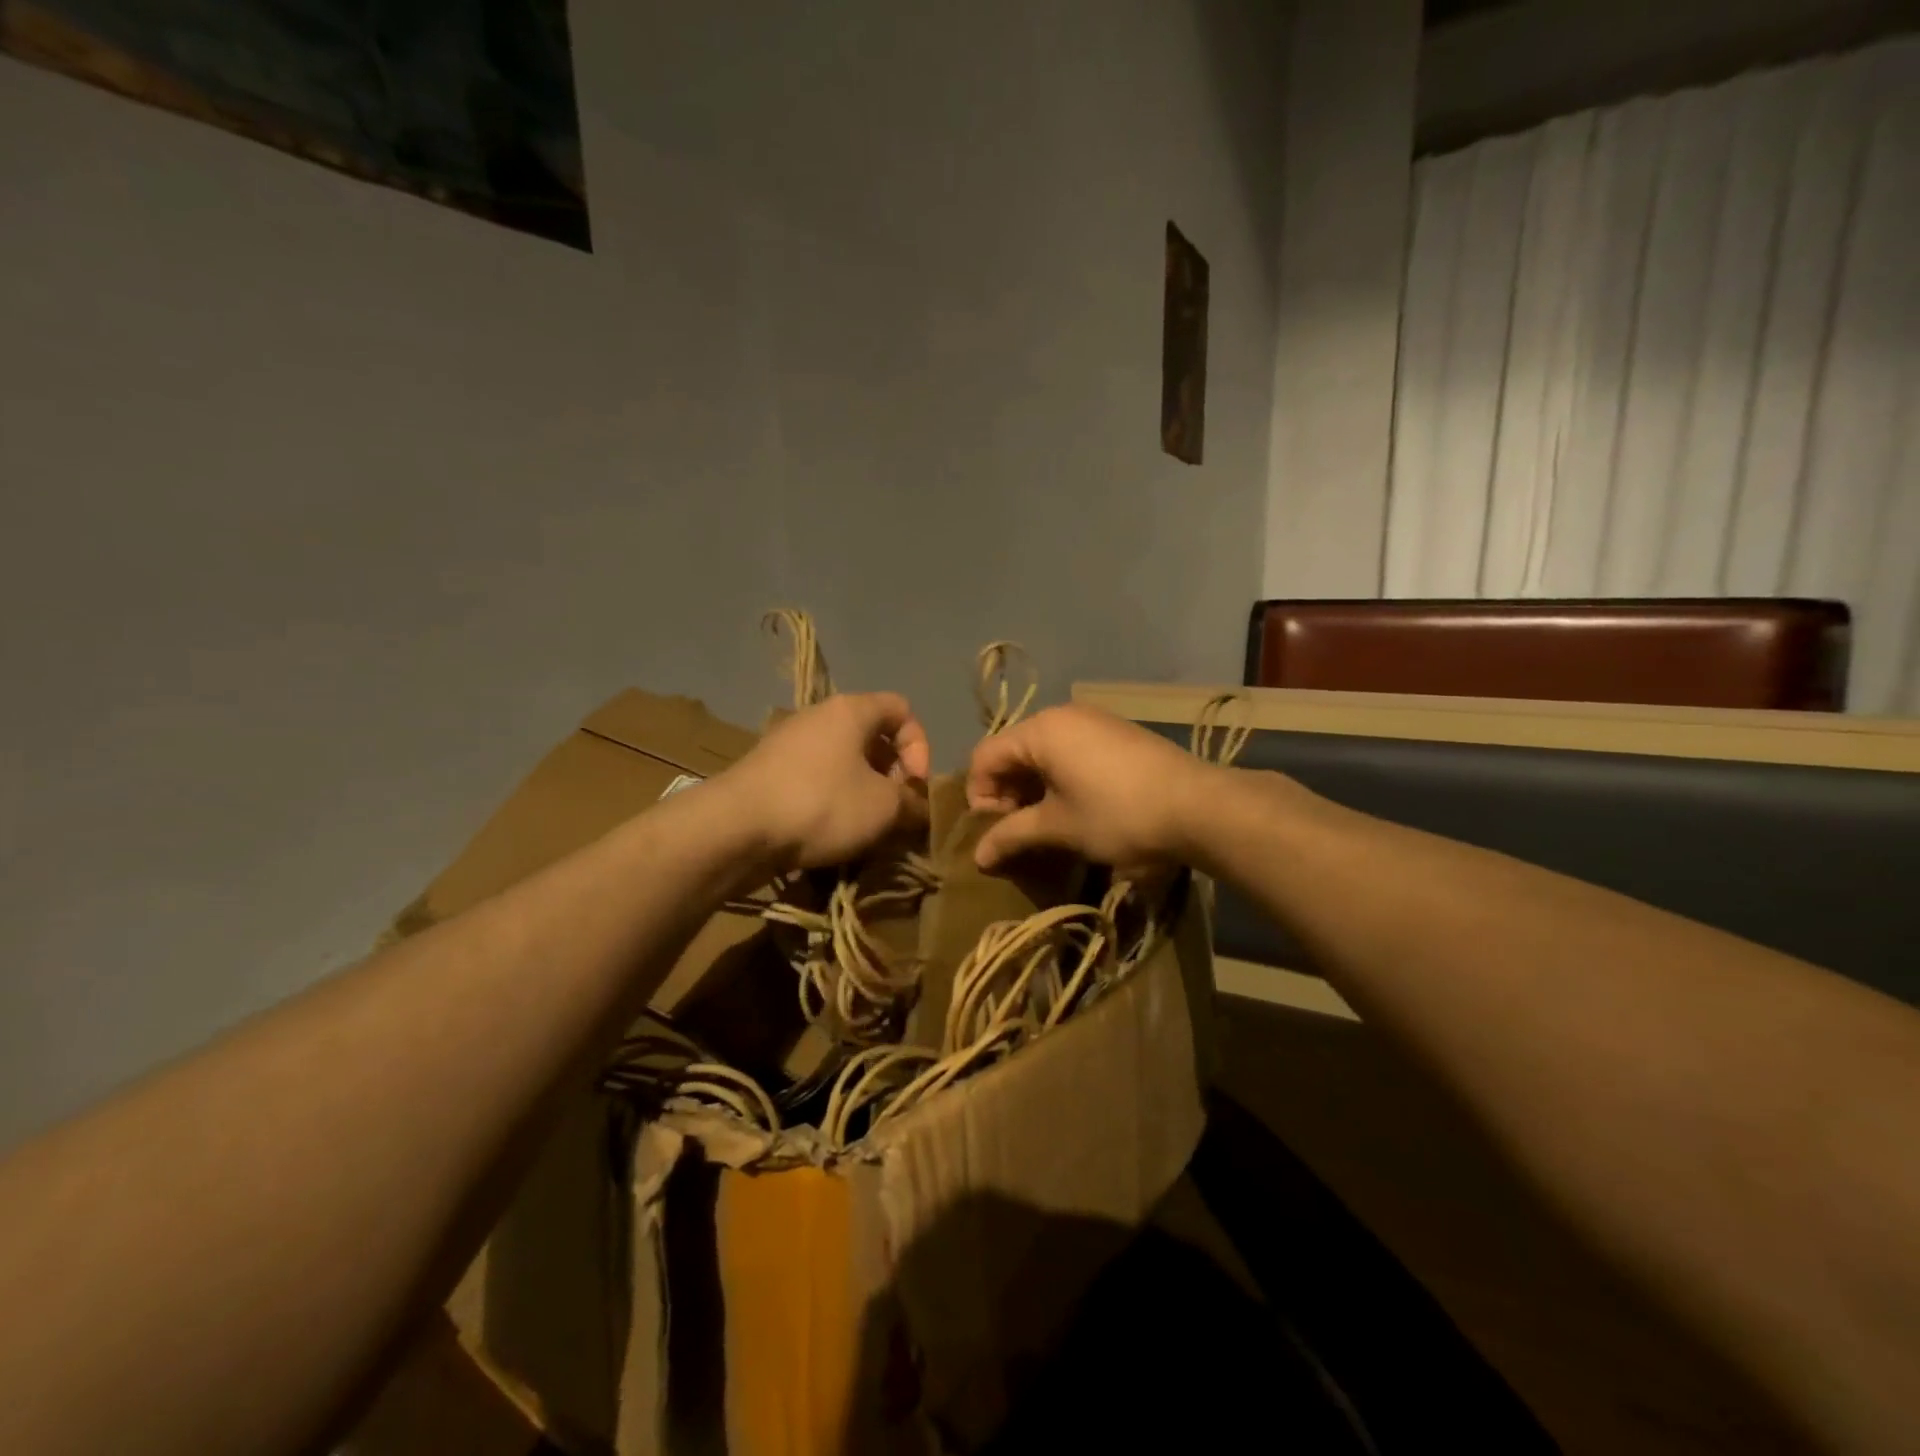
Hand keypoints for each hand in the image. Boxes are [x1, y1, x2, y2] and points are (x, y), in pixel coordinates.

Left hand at [722, 692, 931, 870]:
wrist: (735, 828)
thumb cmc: (821, 804)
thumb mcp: (883, 808)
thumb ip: (912, 804)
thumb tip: (920, 809)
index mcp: (851, 710)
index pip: (902, 709)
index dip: (920, 746)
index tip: (914, 785)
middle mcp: (818, 716)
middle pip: (871, 736)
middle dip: (891, 774)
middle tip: (895, 810)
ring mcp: (788, 743)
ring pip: (842, 760)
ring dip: (863, 791)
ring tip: (866, 827)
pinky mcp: (768, 772)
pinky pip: (815, 778)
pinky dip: (832, 800)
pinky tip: (832, 832)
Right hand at [965, 704, 1215, 874]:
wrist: (1198, 805)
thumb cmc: (1117, 814)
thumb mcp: (1059, 827)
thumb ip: (1012, 836)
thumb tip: (977, 857)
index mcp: (1040, 730)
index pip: (985, 757)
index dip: (980, 797)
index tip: (995, 833)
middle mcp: (1062, 715)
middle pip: (1012, 751)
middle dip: (1007, 794)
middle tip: (1017, 832)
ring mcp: (1093, 721)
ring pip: (1043, 753)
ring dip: (1034, 789)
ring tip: (1046, 825)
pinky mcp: (1116, 734)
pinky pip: (1070, 751)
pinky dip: (1060, 778)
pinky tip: (1076, 808)